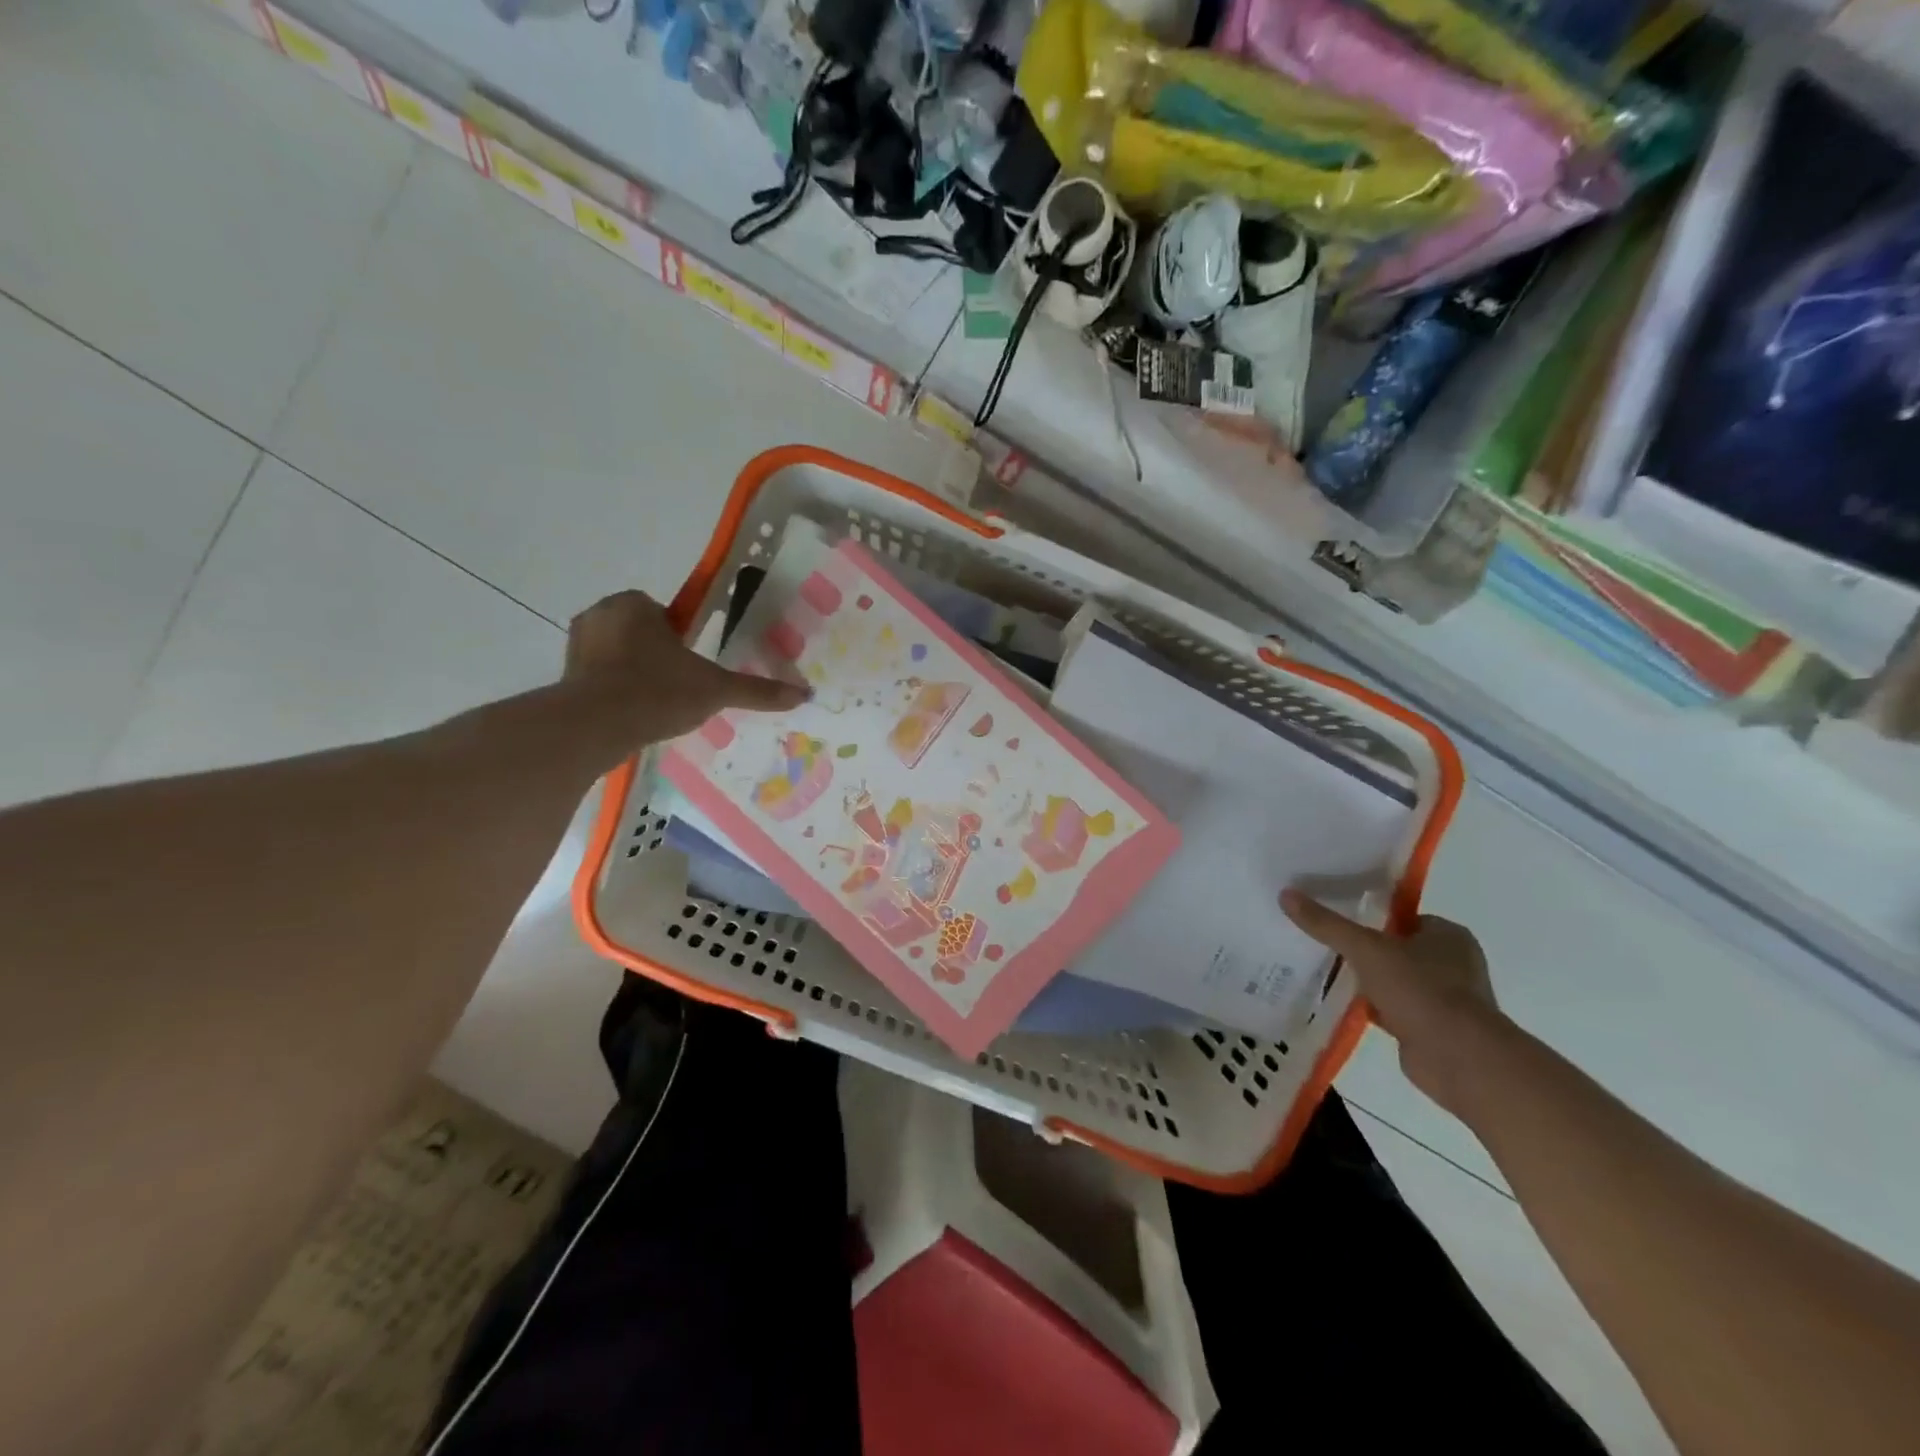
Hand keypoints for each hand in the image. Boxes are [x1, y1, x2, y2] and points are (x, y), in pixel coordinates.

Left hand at [564, 591, 808, 752]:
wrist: (597, 726)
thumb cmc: (659, 692)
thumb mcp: (716, 690)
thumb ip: (756, 690)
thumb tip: (803, 694)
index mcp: (635, 604)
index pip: (665, 613)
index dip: (681, 639)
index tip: (691, 667)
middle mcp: (601, 613)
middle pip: (641, 632)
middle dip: (657, 655)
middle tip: (677, 688)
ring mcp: (577, 643)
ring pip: (618, 654)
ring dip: (634, 673)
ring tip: (654, 707)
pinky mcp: (564, 674)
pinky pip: (597, 676)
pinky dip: (612, 691)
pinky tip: (630, 716)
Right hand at [1281, 891, 1501, 1110]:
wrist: (1459, 1059)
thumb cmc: (1421, 990)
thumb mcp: (1366, 949)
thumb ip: (1327, 924)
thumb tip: (1286, 894)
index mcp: (1448, 935)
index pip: (1401, 916)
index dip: (1369, 917)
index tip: (1335, 919)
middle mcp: (1452, 963)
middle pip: (1394, 948)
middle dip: (1362, 950)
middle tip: (1322, 944)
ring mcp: (1444, 999)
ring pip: (1392, 980)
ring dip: (1365, 981)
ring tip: (1323, 971)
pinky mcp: (1431, 1028)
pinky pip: (1392, 1008)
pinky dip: (1370, 1007)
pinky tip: (1340, 1004)